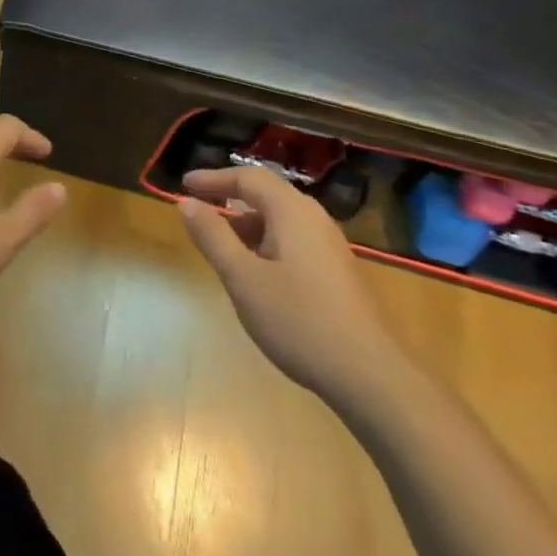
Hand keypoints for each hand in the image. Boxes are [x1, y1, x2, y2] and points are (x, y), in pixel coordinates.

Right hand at [179, 166, 400, 402]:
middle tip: (200, 214)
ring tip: (222, 249)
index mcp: (291, 211)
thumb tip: (186, 202)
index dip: (213, 179)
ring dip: (248, 227)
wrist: (373, 378)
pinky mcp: (338, 273)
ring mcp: (330, 247)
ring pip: (280, 222)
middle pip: (266, 195)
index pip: (247, 178)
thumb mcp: (243, 278)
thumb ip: (213, 236)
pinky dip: (267, 245)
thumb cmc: (300, 321)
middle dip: (230, 201)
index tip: (184, 185)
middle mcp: (314, 219)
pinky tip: (258, 277)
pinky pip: (294, 242)